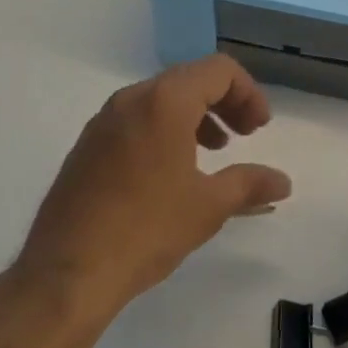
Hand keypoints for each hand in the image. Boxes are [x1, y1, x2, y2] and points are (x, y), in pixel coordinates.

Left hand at [13, 55, 291, 322]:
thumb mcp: (208, 207)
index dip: (248, 93)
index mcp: (165, 101)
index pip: (219, 70)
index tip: (259, 128)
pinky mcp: (86, 145)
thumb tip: (284, 183)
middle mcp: (133, 98)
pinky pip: (136, 118)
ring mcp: (104, 120)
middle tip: (245, 135)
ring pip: (162, 98)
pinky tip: (170, 170)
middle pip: (191, 78)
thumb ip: (250, 184)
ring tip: (213, 151)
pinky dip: (164, 128)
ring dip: (196, 114)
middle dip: (225, 102)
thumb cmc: (145, 231)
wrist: (64, 277)